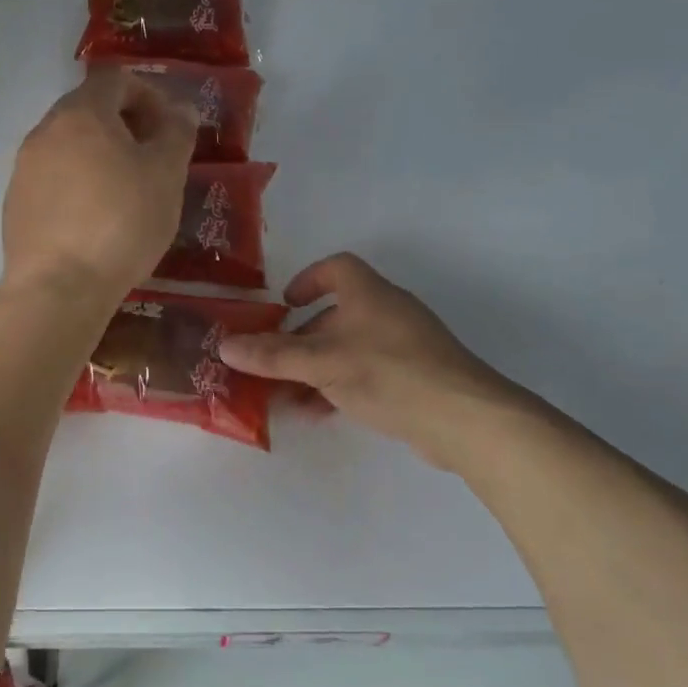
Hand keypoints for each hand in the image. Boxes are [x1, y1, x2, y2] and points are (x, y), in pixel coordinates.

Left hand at [2, 65, 197, 303]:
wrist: (58, 287)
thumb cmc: (121, 223)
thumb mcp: (165, 176)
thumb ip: (176, 135)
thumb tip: (181, 110)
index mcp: (81, 113)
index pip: (115, 79)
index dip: (148, 94)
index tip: (169, 127)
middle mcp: (45, 131)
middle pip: (88, 109)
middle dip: (124, 125)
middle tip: (152, 158)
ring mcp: (24, 168)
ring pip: (68, 146)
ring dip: (100, 155)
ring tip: (126, 191)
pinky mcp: (15, 203)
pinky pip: (53, 178)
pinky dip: (78, 184)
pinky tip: (95, 219)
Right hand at [218, 253, 527, 468]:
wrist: (464, 418)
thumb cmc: (388, 373)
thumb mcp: (322, 363)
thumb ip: (273, 355)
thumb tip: (223, 346)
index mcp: (369, 294)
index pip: (336, 268)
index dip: (307, 280)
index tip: (283, 305)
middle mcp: (387, 313)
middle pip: (336, 314)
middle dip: (301, 338)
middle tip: (273, 362)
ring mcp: (404, 347)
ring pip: (348, 349)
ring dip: (315, 369)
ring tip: (287, 396)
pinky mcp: (414, 379)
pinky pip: (365, 374)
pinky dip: (339, 387)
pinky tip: (320, 413)